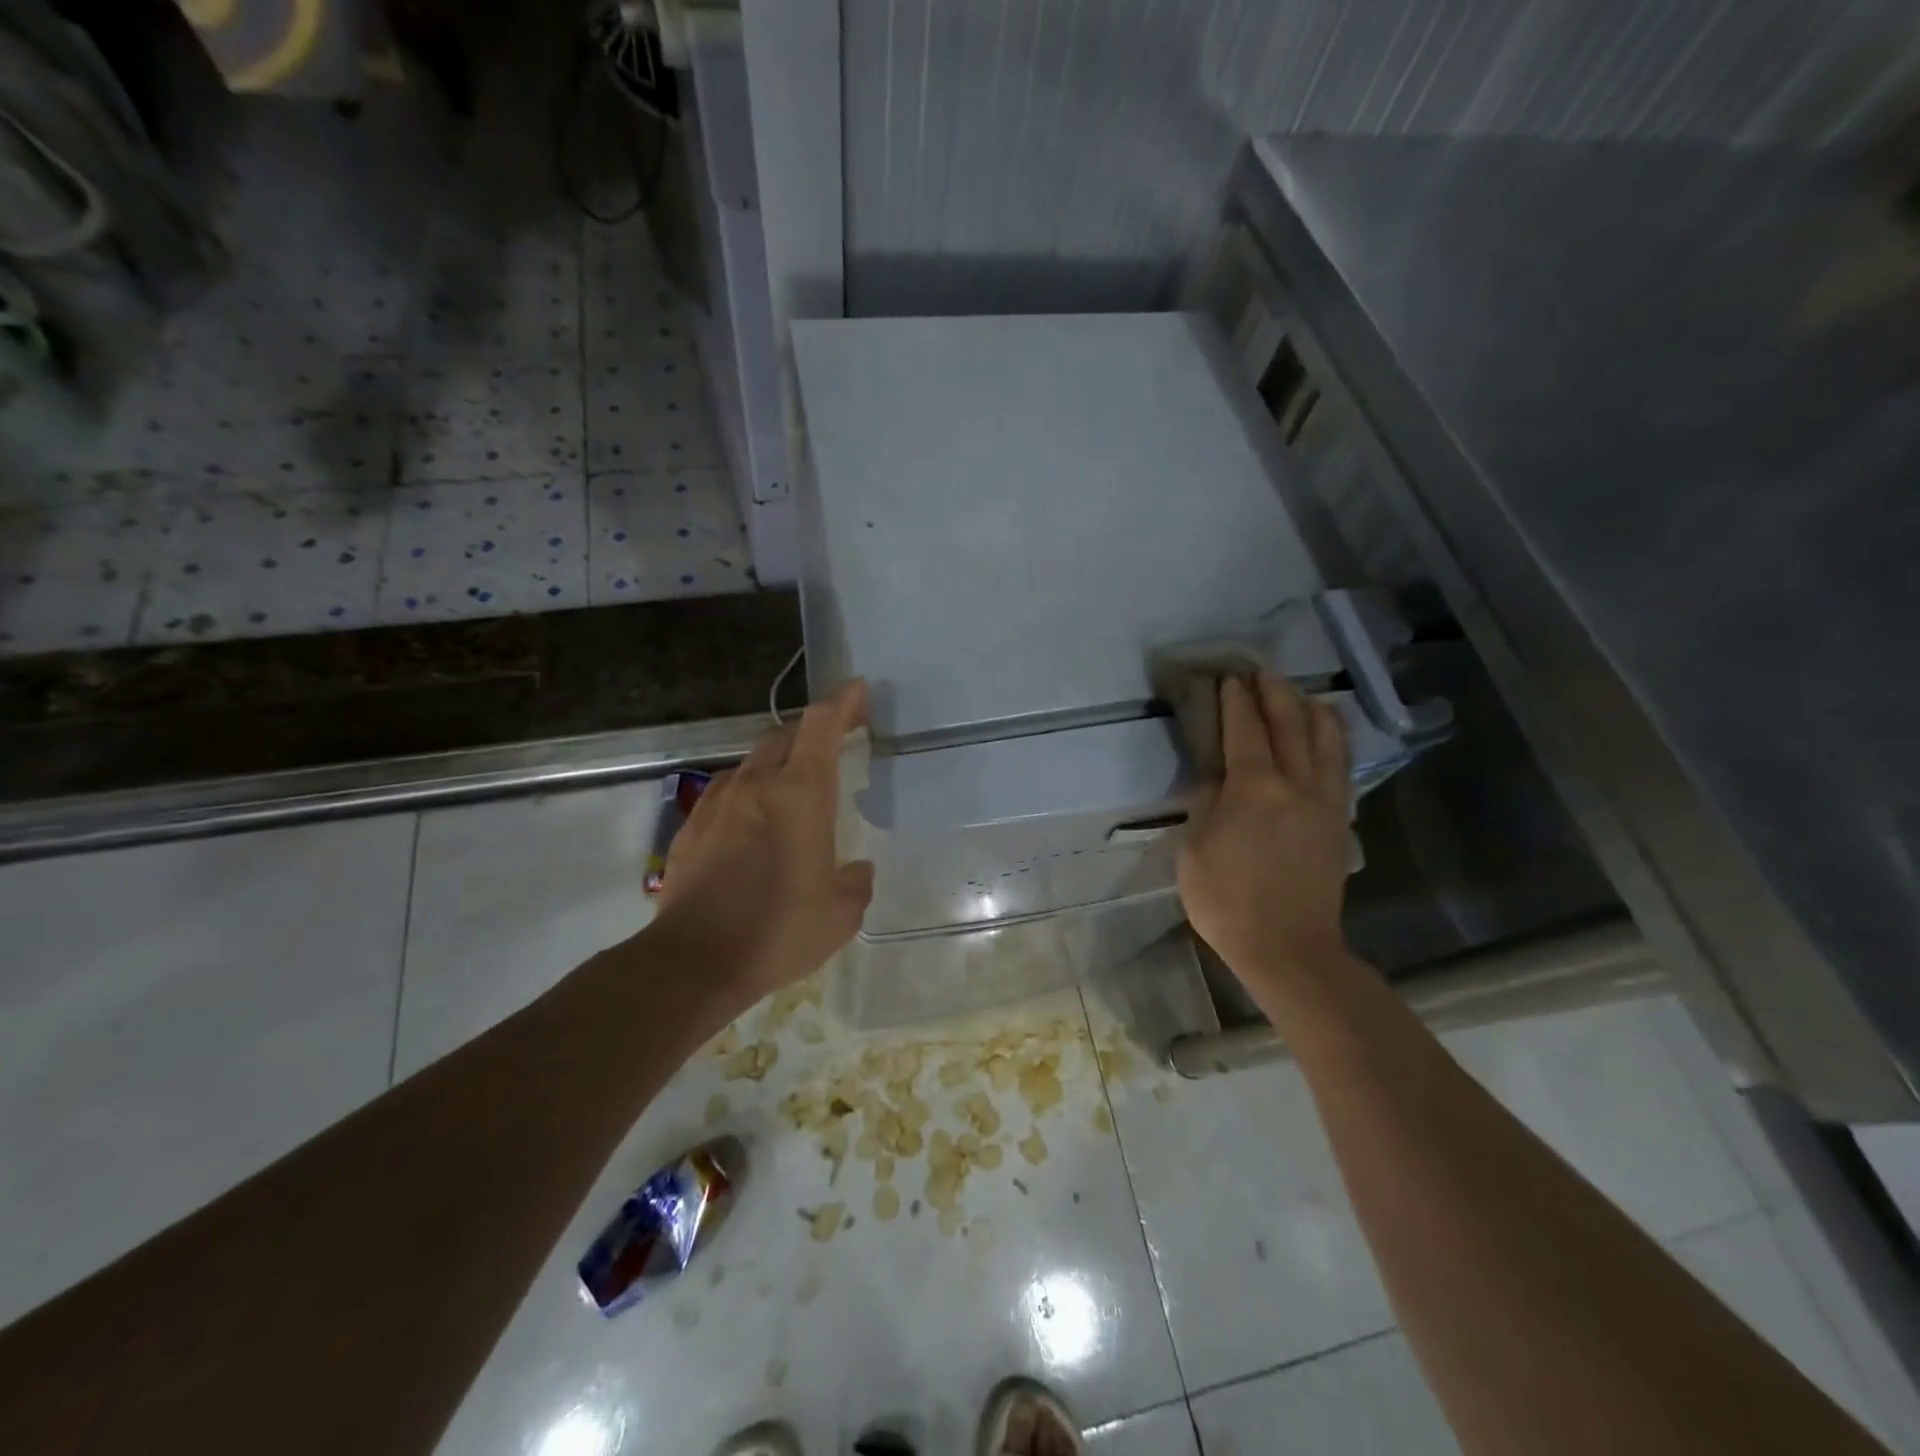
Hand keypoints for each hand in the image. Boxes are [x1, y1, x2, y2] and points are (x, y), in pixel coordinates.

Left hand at [653, 680, 875, 1008]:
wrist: (693, 960)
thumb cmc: (778, 930)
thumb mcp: (840, 914)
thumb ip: (855, 882)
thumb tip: (857, 870)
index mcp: (800, 793)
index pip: (821, 725)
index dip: (842, 702)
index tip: (858, 690)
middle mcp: (757, 784)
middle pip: (785, 734)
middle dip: (813, 729)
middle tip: (836, 738)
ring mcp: (718, 802)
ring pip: (753, 762)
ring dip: (778, 761)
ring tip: (794, 785)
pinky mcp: (692, 826)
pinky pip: (728, 792)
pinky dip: (749, 792)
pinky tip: (754, 822)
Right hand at [1177, 672, 1352, 989]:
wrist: (1288, 948)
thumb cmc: (1227, 902)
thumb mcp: (1194, 852)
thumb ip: (1205, 806)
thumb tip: (1214, 779)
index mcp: (1254, 789)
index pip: (1245, 732)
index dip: (1237, 702)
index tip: (1230, 679)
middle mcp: (1296, 785)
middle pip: (1289, 726)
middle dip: (1275, 695)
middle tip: (1263, 673)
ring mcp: (1324, 803)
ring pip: (1326, 743)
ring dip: (1312, 712)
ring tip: (1305, 694)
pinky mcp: (1339, 823)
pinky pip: (1341, 770)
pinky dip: (1335, 743)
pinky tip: (1330, 737)